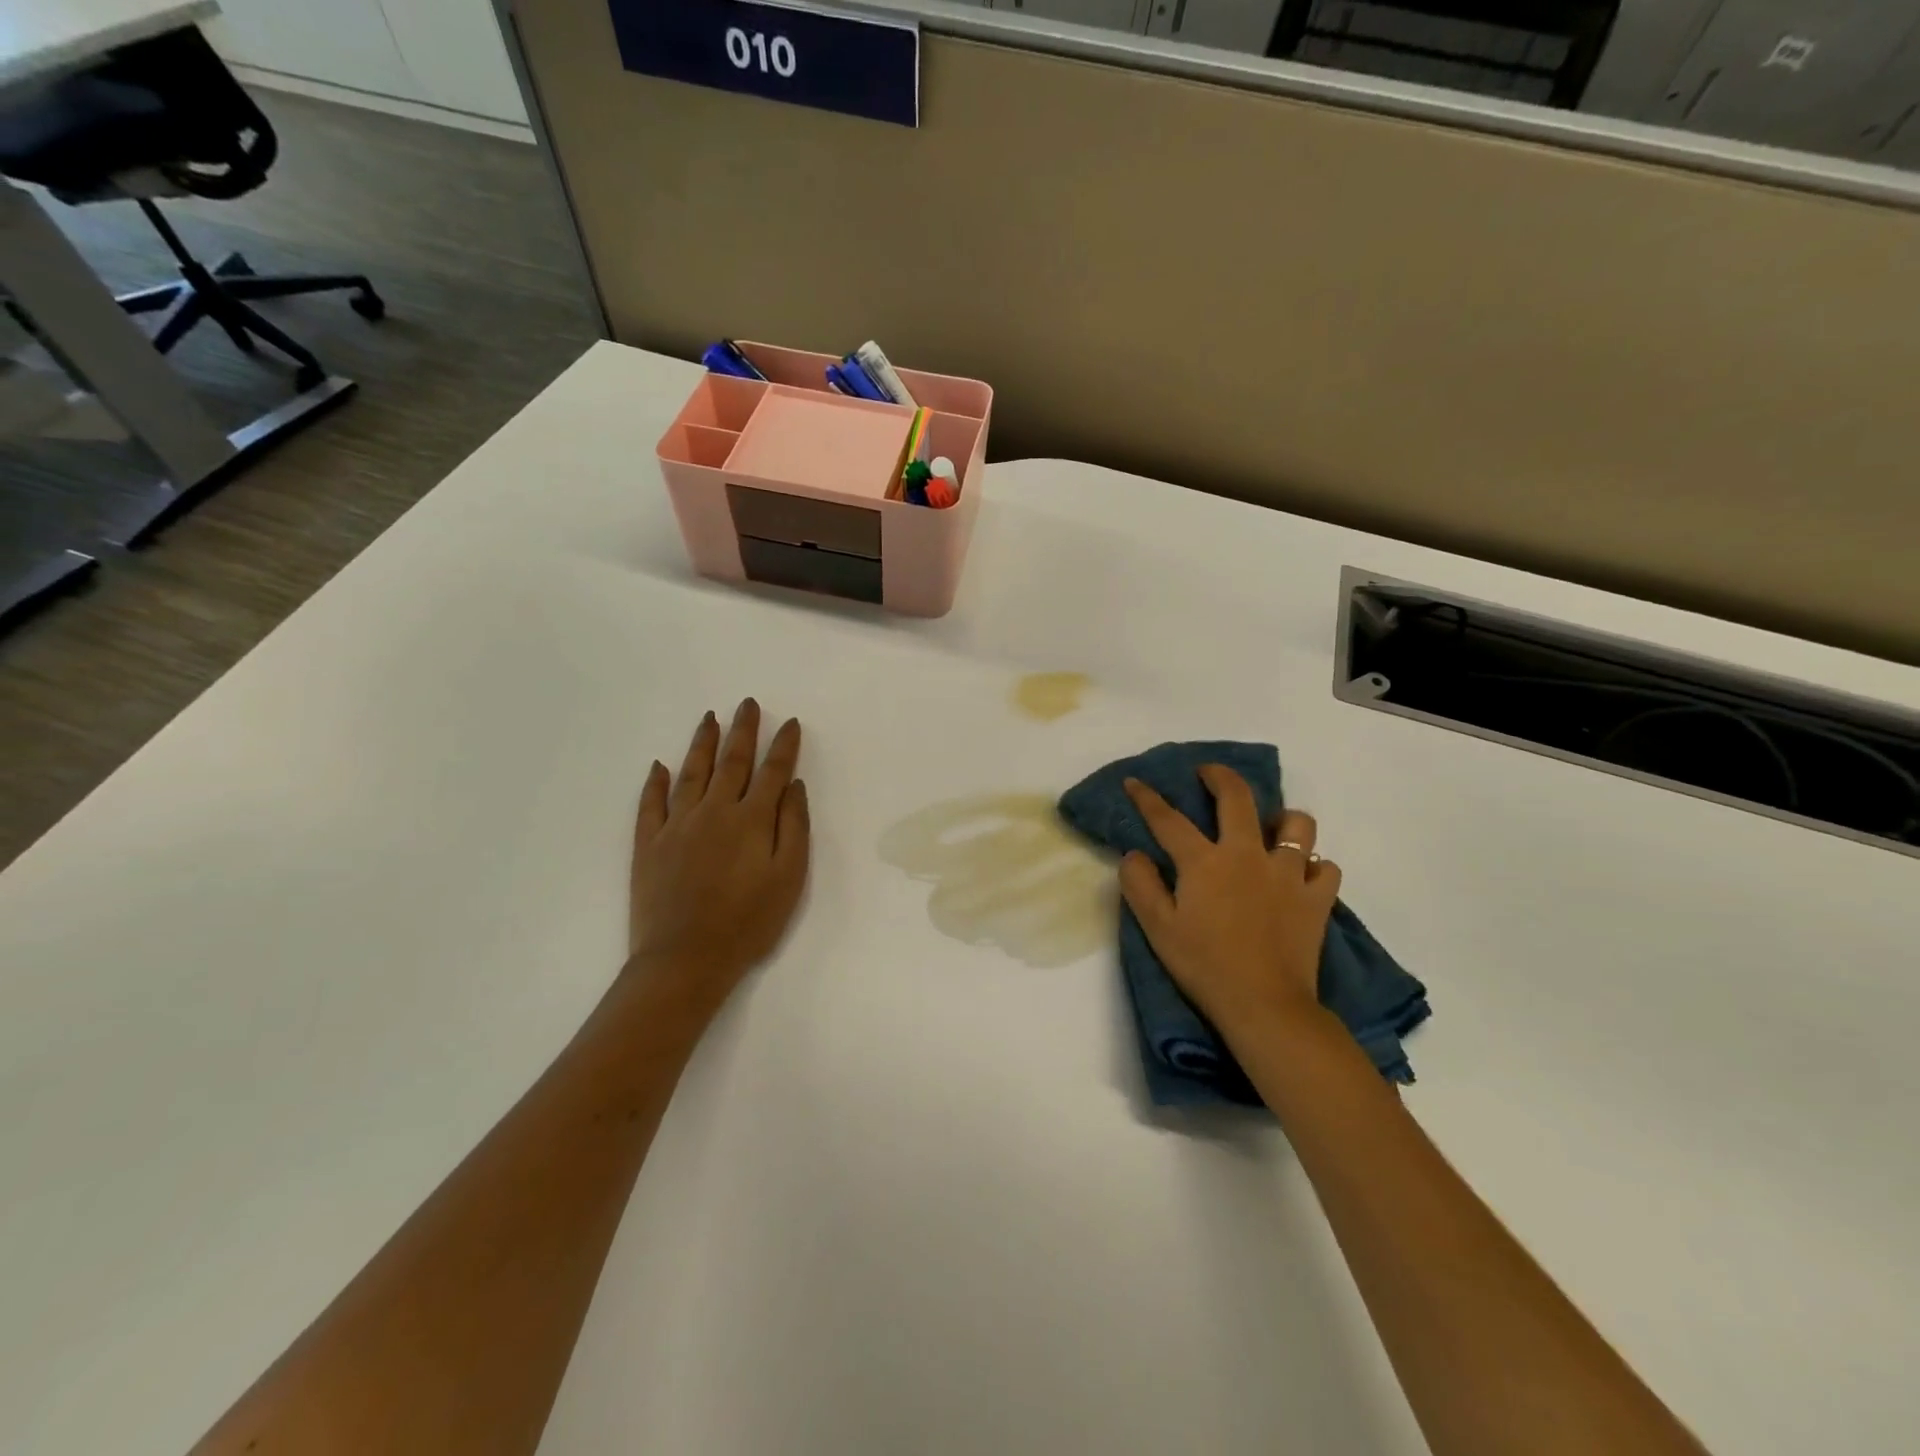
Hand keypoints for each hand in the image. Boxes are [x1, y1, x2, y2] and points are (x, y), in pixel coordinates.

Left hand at [627, 700, 809, 1010]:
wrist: (685, 959)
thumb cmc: (748, 923)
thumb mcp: (789, 878)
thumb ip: (794, 827)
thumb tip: (793, 786)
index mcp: (751, 820)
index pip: (772, 772)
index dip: (783, 746)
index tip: (790, 723)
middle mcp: (713, 811)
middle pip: (731, 762)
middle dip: (743, 730)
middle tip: (747, 704)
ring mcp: (676, 825)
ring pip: (691, 773)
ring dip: (702, 743)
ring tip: (709, 718)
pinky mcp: (648, 844)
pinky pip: (651, 804)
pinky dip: (655, 783)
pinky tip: (658, 766)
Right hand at [1118, 765, 1340, 1044]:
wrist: (1265, 1006)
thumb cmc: (1204, 966)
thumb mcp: (1157, 929)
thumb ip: (1140, 885)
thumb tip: (1134, 854)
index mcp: (1205, 862)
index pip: (1168, 819)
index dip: (1147, 797)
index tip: (1134, 781)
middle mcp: (1247, 855)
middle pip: (1238, 798)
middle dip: (1219, 776)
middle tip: (1208, 773)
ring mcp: (1289, 874)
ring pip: (1296, 825)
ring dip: (1282, 819)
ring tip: (1270, 828)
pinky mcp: (1317, 899)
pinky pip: (1324, 868)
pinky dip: (1313, 866)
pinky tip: (1301, 876)